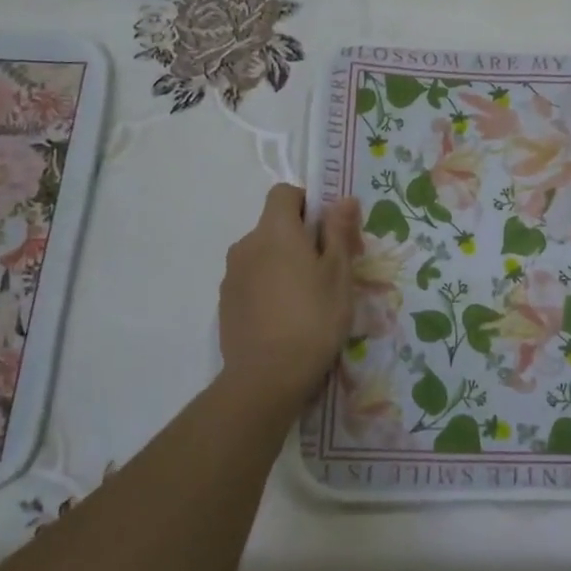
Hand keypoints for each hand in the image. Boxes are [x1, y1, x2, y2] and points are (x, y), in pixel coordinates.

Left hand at [219, 185, 361, 405]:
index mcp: (275, 231)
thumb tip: (344, 198)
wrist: (266, 377)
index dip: (308, 203)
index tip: (329, 231)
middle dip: (302, 238)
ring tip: (309, 299)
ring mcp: (232, 275)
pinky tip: (286, 317)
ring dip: (285, 264)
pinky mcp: (225, 302)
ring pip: (263, 254)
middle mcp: (247, 244)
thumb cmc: (313, 318)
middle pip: (275, 225)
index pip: (284, 193)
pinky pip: (252, 280)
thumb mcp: (338, 273)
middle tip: (331, 271)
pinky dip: (269, 286)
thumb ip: (339, 231)